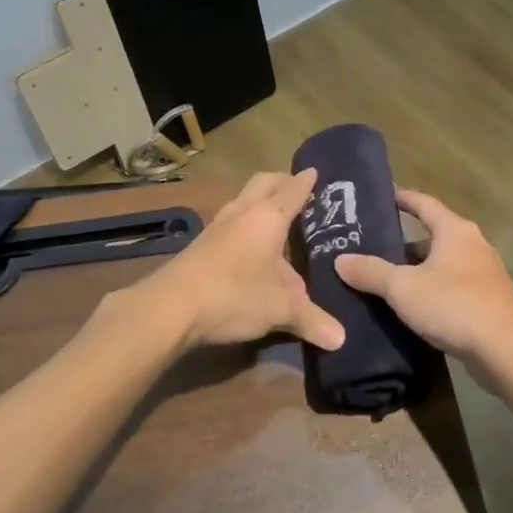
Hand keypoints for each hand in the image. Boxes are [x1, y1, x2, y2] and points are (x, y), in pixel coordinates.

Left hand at [140, 169, 344, 351]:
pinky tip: (250, 244)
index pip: (293, 190)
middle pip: (263, 183)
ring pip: (243, 200)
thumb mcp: (280, 309)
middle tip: (298, 189)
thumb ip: (312, 320)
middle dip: (281, 181)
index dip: (307, 181)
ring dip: (259, 200)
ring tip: (276, 216)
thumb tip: (341, 339)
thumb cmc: (234, 295)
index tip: (316, 172)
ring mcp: (217, 227)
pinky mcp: (201, 244)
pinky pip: (230, 221)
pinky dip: (245, 222)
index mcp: (267, 217)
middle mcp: (242, 213)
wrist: (170, 307)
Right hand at [335, 189, 512, 362]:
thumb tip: (340, 260)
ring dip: (418, 270)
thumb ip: (371, 272)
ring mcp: (485, 275)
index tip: (382, 196)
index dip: (402, 198)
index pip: (425, 203)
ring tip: (387, 279)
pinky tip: (414, 307)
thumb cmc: (454, 306)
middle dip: (404, 242)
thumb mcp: (403, 288)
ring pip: (443, 264)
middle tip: (372, 247)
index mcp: (456, 231)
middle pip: (434, 236)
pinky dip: (432, 291)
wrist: (508, 351)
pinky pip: (453, 288)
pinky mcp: (489, 303)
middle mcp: (474, 246)